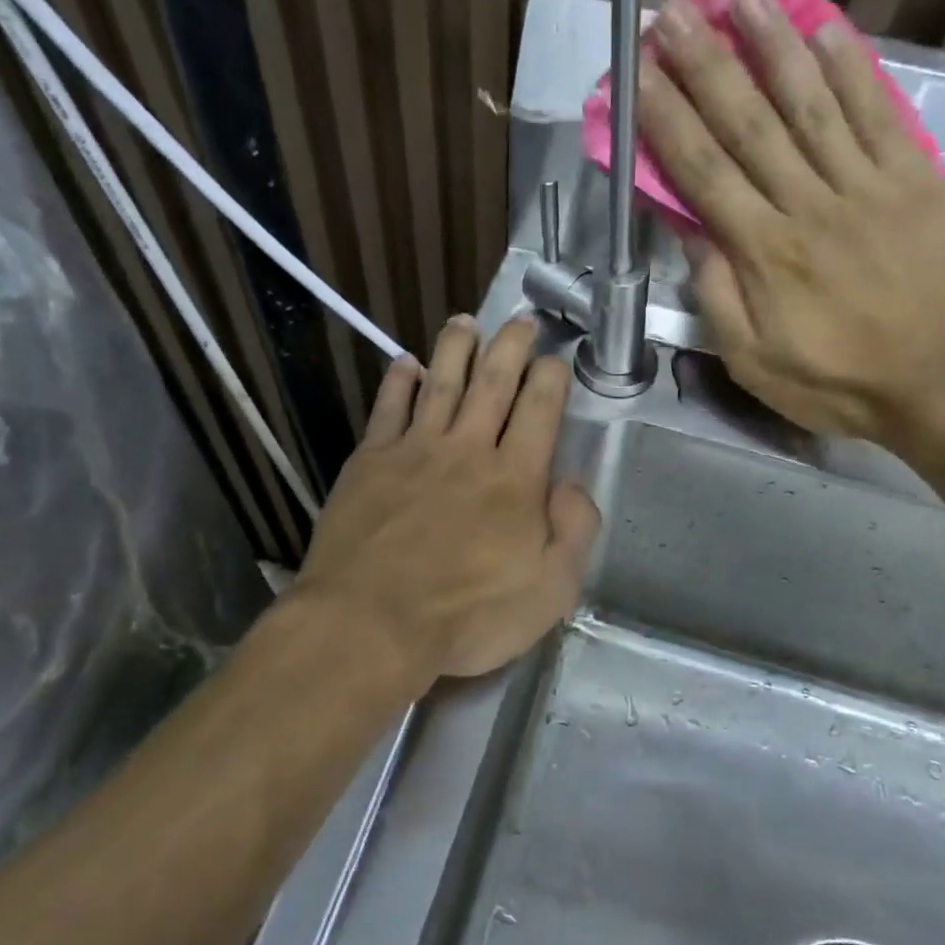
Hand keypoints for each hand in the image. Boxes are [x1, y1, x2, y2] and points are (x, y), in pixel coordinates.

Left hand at [291, 316, 600, 684]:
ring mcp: (414, 451)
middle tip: (520, 319)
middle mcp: (467, 450)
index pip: (540, 410)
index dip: (551, 378)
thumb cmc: (467, 617)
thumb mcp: (551, 590)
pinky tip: (406, 364)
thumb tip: (573, 481)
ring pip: (441, 383)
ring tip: (466, 321)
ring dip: (456, 348)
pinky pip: (387, 409)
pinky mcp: (369, 463)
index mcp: (515, 478)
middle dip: (511, 346)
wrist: (371, 624)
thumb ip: (575, 529)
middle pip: (493, 382)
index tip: (555, 360)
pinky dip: (399, 382)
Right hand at [637, 0, 944, 458]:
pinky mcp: (917, 179)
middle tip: (674, 11)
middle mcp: (809, 205)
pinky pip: (878, 113)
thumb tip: (690, 232)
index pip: (703, 171)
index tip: (639, 71)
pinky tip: (825, 30)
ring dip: (771, 46)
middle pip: (748, 124)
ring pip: (810, 104)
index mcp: (764, 253)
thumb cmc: (838, 384)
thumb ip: (717, 297)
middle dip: (705, 65)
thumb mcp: (753, 362)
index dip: (666, 117)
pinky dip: (852, 69)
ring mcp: (868, 185)